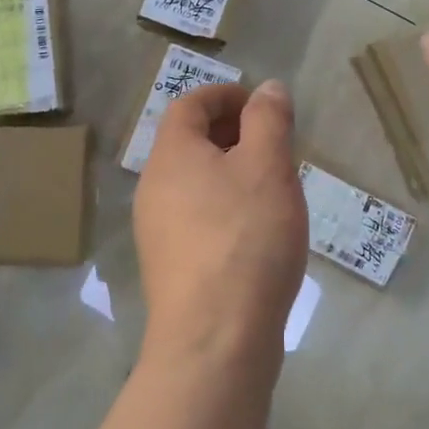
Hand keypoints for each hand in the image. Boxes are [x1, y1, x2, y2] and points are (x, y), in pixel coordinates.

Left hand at [133, 80, 308, 367]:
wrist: (214, 339)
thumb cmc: (245, 238)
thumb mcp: (267, 167)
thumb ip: (268, 120)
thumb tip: (268, 88)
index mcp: (171, 154)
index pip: (189, 104)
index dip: (225, 95)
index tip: (262, 106)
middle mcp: (154, 186)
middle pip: (189, 142)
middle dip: (232, 134)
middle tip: (275, 147)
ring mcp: (156, 230)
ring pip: (194, 182)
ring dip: (231, 173)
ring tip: (272, 188)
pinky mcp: (170, 265)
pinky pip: (196, 217)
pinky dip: (224, 207)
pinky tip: (256, 232)